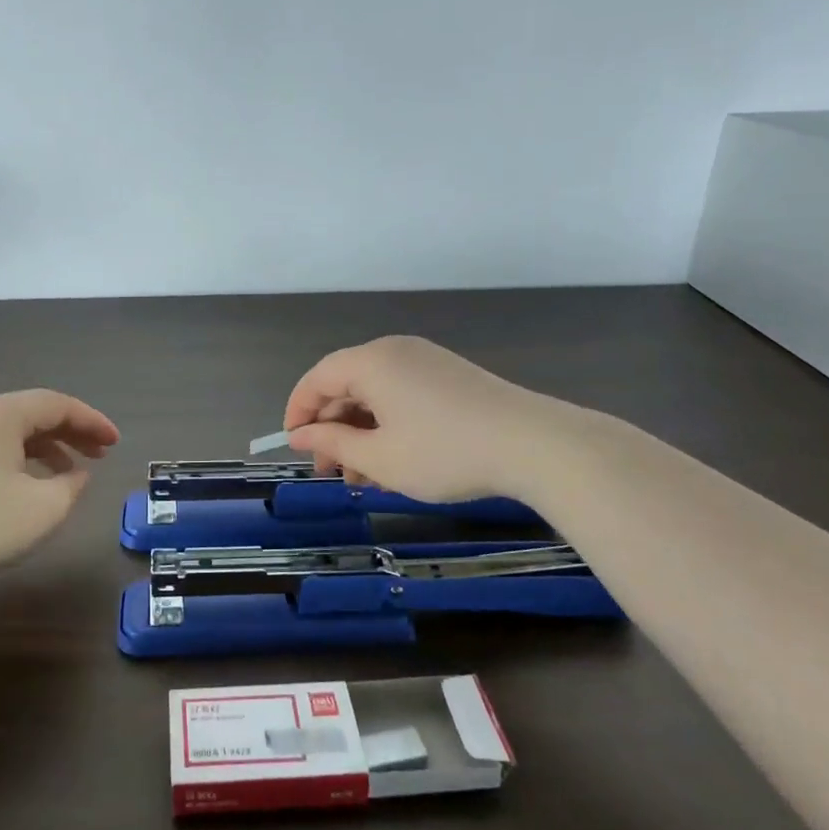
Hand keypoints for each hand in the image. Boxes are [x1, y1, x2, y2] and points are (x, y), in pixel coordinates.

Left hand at [0, 390, 118, 587]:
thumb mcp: (41, 509)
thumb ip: (70, 487)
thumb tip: (76, 475)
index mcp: (1, 414)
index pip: (58, 405)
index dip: (92, 422)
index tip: (116, 442)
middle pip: (33, 414)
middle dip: (71, 433)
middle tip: (100, 453)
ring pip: (10, 434)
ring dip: (45, 449)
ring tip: (68, 473)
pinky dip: (18, 461)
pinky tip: (25, 488)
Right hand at [283, 335, 583, 503]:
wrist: (533, 444)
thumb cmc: (445, 452)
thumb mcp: (380, 458)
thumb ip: (333, 444)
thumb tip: (300, 436)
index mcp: (372, 361)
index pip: (317, 378)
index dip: (299, 412)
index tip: (295, 448)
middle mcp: (395, 352)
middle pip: (346, 384)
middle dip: (333, 429)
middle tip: (330, 473)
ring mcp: (426, 361)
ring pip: (375, 394)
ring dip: (361, 433)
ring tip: (362, 478)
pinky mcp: (449, 376)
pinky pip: (402, 395)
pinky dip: (388, 425)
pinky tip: (394, 462)